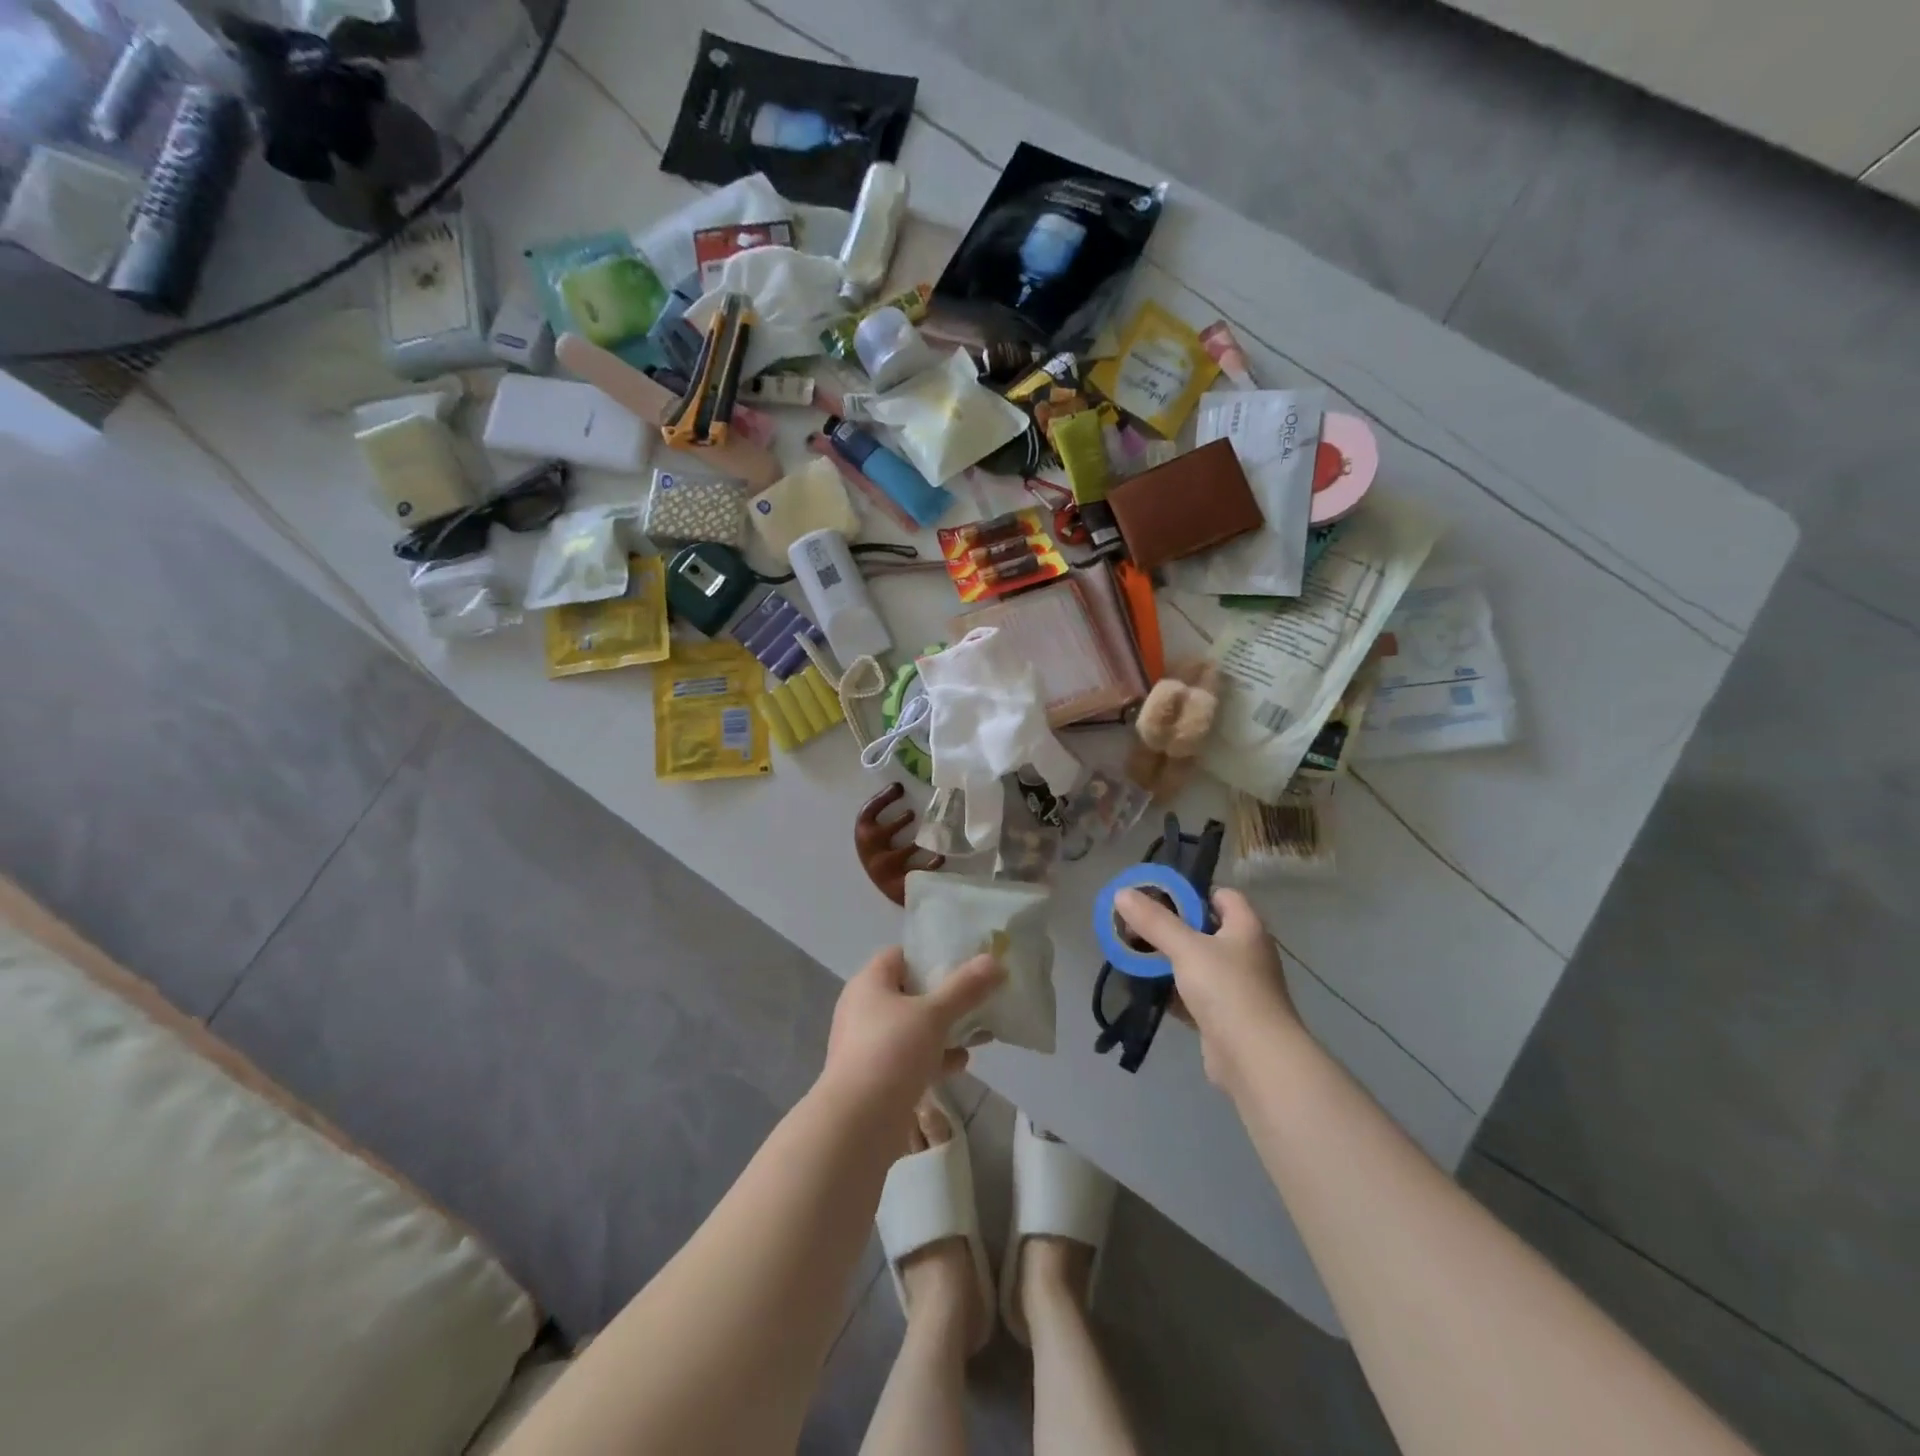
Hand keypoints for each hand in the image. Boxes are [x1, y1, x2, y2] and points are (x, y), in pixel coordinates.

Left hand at [821, 946, 1005, 1111]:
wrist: (856, 1125)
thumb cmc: (891, 1052)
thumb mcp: (934, 1015)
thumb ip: (965, 987)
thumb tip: (995, 961)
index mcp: (869, 983)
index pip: (900, 955)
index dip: (931, 955)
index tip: (964, 962)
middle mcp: (863, 1009)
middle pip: (910, 992)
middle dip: (946, 997)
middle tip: (979, 999)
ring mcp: (867, 1045)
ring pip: (913, 1028)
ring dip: (944, 1030)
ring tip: (980, 1033)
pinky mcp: (875, 1077)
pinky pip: (909, 1057)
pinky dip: (934, 1057)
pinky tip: (960, 1063)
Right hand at [1114, 886, 1302, 1088]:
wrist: (1256, 1059)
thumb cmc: (1227, 990)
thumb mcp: (1186, 948)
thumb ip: (1154, 921)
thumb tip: (1122, 893)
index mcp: (1246, 927)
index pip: (1221, 895)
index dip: (1191, 891)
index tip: (1157, 896)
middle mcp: (1246, 952)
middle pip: (1204, 928)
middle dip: (1170, 927)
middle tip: (1135, 926)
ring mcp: (1237, 986)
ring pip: (1196, 963)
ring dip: (1167, 960)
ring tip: (1133, 954)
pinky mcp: (1224, 1015)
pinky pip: (1193, 993)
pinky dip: (1171, 990)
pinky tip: (1144, 987)